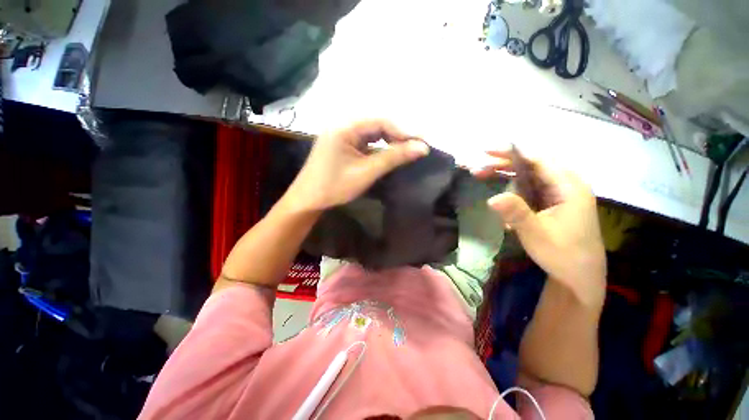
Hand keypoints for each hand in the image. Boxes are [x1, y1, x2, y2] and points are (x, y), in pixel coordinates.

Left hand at [284, 120, 428, 211]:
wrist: (308, 200)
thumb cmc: (335, 187)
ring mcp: (341, 135)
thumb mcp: (366, 172)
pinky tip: (388, 154)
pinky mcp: (342, 145)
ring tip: (406, 150)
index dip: (404, 131)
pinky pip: (364, 141)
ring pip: (371, 133)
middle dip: (397, 136)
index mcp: (345, 126)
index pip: (381, 121)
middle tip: (417, 146)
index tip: (422, 142)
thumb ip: (394, 157)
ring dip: (389, 141)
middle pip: (376, 125)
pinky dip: (378, 147)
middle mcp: (342, 125)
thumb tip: (422, 147)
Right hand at [477, 151, 605, 308]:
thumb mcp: (537, 234)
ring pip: (530, 177)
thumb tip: (492, 198)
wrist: (580, 277)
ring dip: (506, 175)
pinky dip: (513, 188)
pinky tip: (502, 197)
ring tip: (483, 176)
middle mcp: (566, 185)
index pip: (539, 160)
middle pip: (532, 166)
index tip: (486, 152)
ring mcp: (560, 195)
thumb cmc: (563, 255)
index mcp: (569, 187)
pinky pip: (531, 189)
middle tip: (478, 169)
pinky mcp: (553, 204)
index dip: (512, 153)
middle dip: (504, 164)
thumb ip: (517, 213)